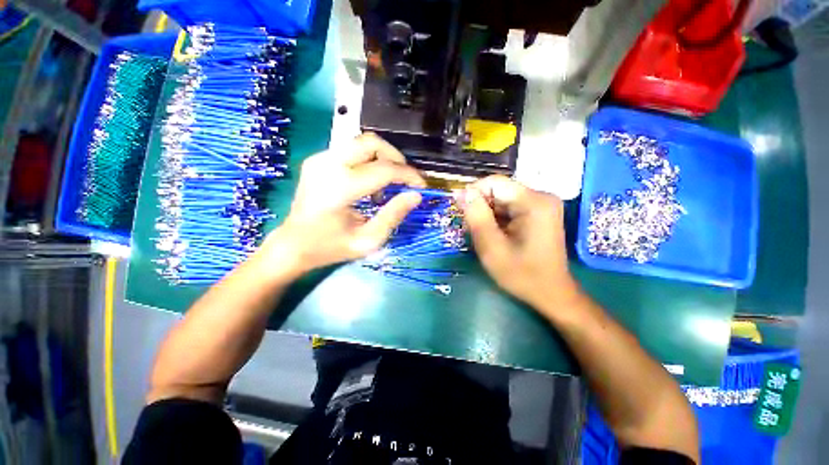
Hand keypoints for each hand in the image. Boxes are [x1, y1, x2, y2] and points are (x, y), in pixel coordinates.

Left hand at [262, 133, 424, 276]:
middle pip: (372, 143)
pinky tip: (370, 182)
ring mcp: (320, 159)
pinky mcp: (317, 160)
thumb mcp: (368, 240)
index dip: (409, 175)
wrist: (293, 244)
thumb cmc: (331, 247)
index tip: (421, 187)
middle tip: (406, 180)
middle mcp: (327, 165)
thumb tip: (416, 195)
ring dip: (383, 158)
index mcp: (339, 188)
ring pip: (362, 142)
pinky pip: (352, 150)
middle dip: (396, 158)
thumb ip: (393, 215)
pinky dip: (369, 161)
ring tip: (389, 183)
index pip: (384, 169)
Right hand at [460, 176, 579, 312]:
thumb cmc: (521, 274)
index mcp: (533, 202)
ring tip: (483, 236)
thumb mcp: (491, 246)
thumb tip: (461, 191)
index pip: (494, 182)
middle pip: (499, 191)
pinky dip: (497, 219)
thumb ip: (475, 216)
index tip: (461, 213)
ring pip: (502, 199)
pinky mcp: (539, 212)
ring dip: (487, 215)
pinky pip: (510, 207)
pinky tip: (495, 235)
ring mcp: (542, 204)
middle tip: (472, 230)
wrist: (551, 293)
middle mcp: (541, 196)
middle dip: (480, 207)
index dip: (473, 194)